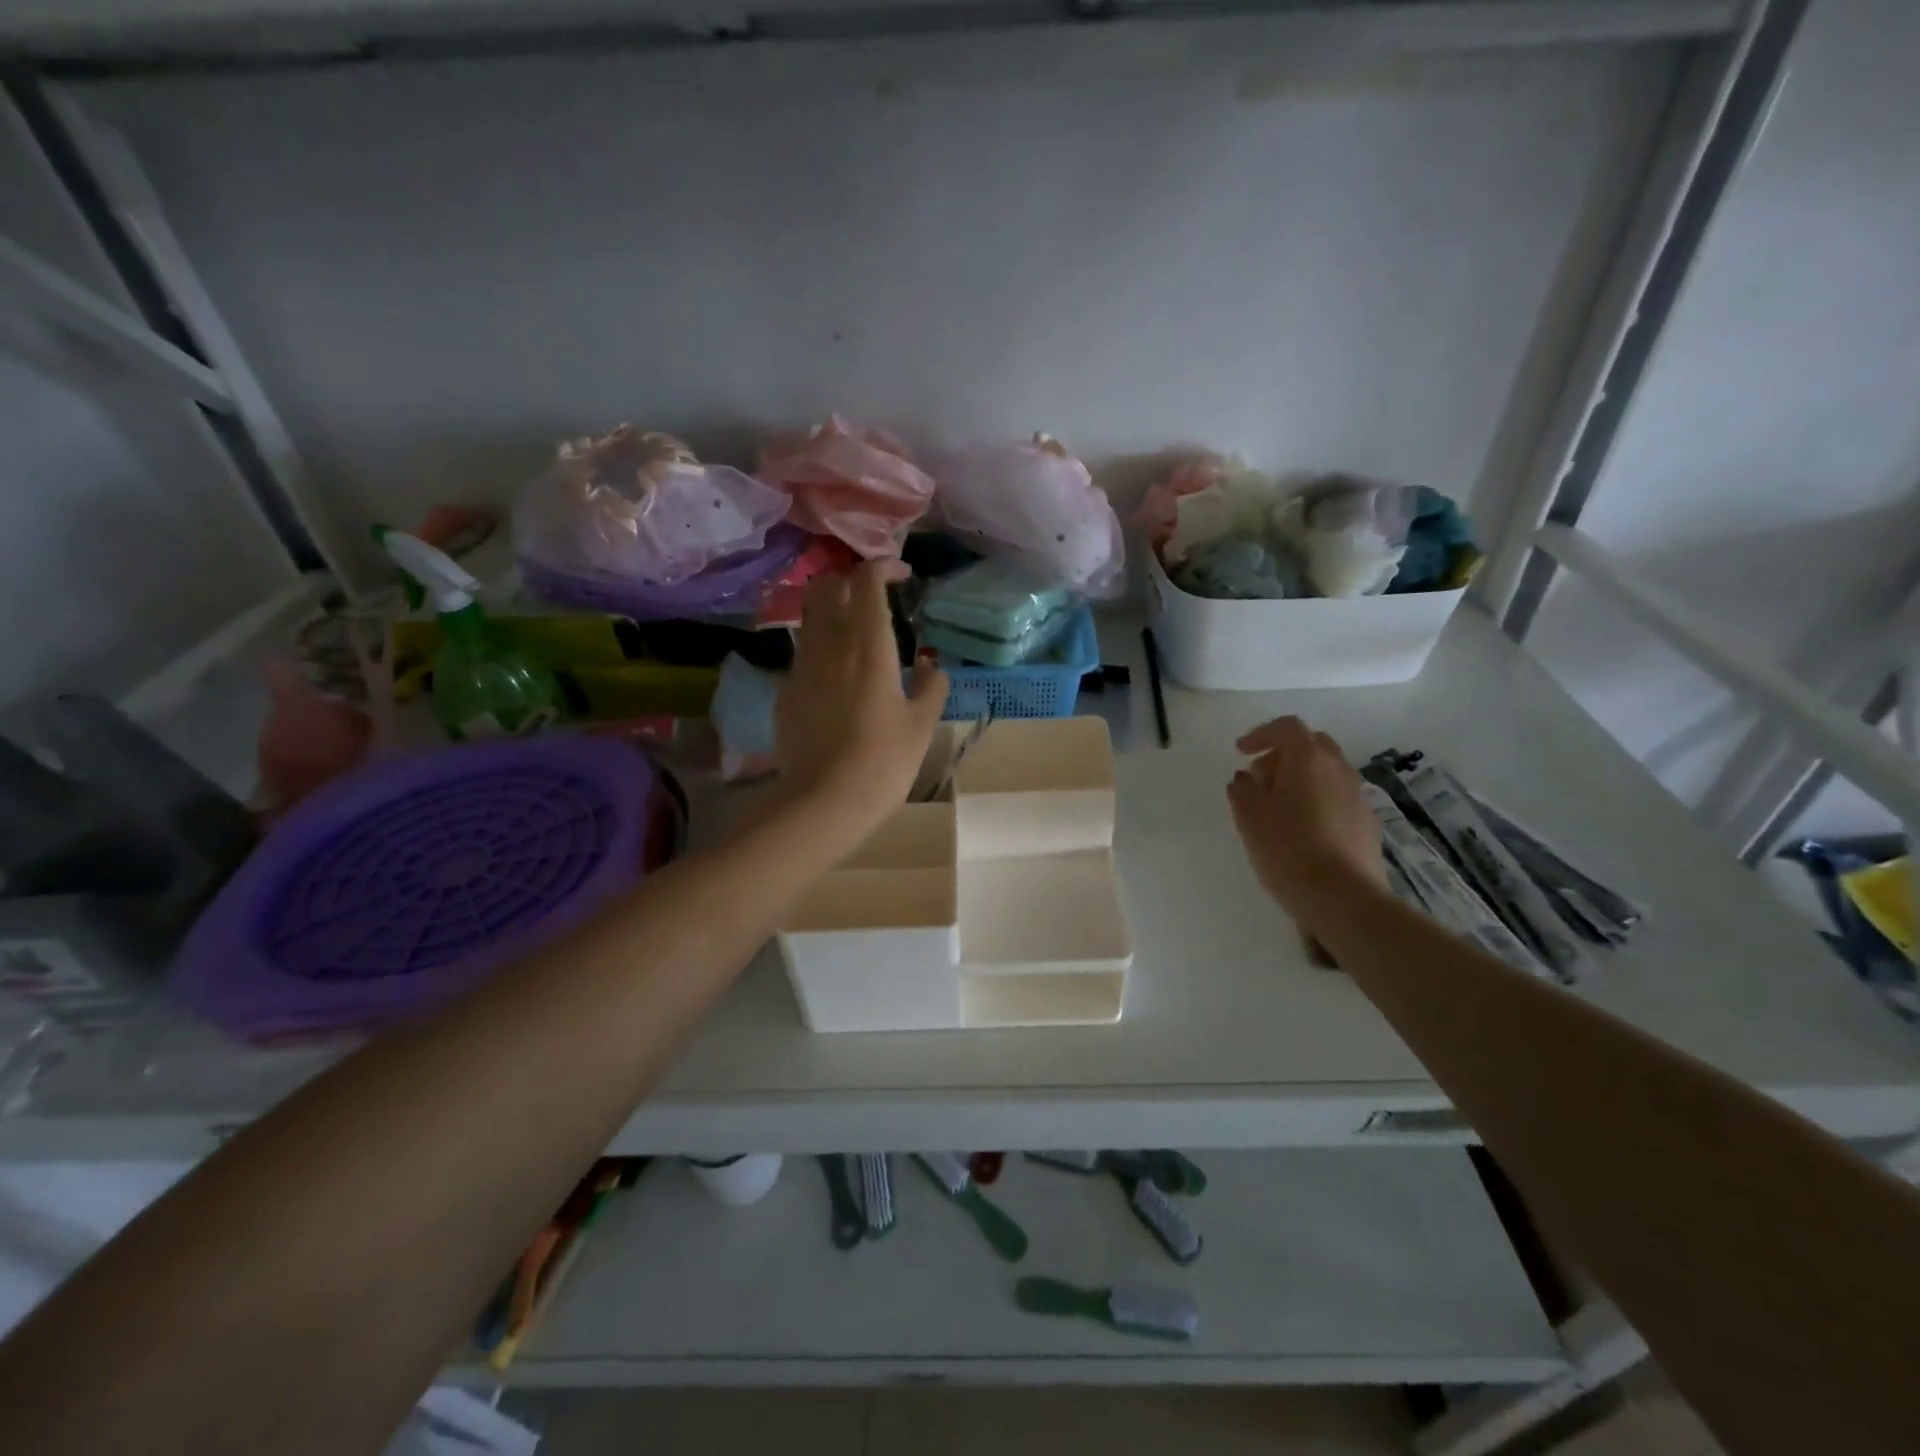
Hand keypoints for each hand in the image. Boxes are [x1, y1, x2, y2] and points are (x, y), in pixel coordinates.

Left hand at [776, 559, 948, 836]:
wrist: (823, 801)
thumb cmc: (883, 761)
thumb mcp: (922, 725)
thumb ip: (932, 687)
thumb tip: (931, 666)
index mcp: (868, 644)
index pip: (866, 580)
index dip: (883, 567)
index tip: (902, 575)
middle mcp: (829, 644)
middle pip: (828, 586)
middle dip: (851, 580)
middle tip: (875, 598)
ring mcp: (801, 666)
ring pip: (810, 616)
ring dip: (832, 610)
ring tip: (856, 633)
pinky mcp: (786, 691)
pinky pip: (803, 652)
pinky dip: (821, 647)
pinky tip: (838, 677)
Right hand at [1227, 716, 1384, 918]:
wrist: (1342, 897)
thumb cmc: (1287, 849)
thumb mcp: (1249, 817)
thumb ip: (1243, 789)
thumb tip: (1246, 778)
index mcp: (1308, 759)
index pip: (1287, 727)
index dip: (1261, 734)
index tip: (1241, 752)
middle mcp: (1338, 769)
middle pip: (1312, 744)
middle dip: (1284, 753)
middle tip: (1260, 776)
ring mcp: (1357, 796)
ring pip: (1328, 771)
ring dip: (1302, 777)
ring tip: (1279, 805)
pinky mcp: (1367, 823)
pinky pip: (1338, 797)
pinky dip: (1318, 799)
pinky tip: (1303, 828)